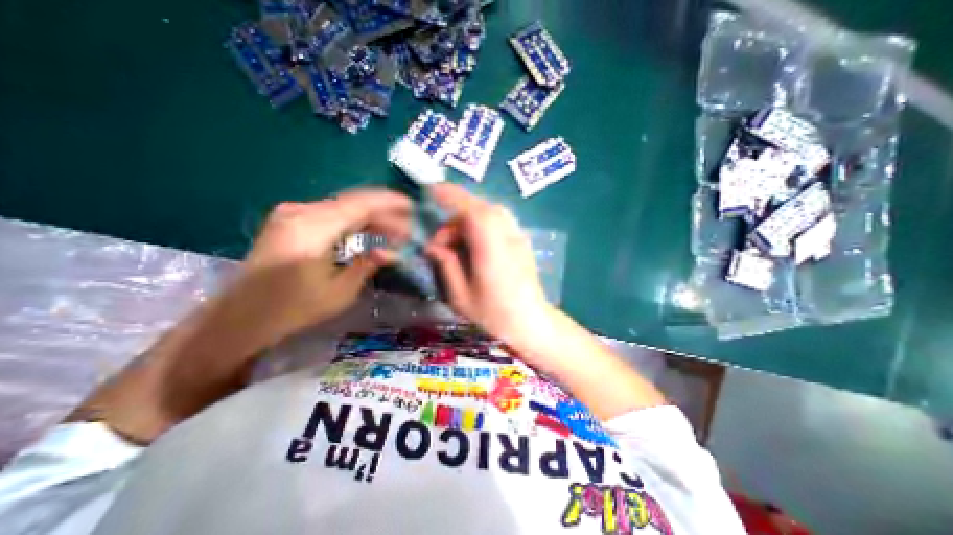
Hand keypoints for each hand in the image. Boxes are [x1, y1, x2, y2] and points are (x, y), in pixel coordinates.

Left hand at [235, 190, 409, 339]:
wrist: (242, 316)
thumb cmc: (293, 309)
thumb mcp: (340, 292)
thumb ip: (367, 265)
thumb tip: (391, 252)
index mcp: (312, 230)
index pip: (360, 205)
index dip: (389, 203)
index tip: (412, 206)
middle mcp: (300, 212)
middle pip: (353, 203)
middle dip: (384, 212)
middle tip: (407, 226)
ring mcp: (292, 213)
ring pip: (343, 206)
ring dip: (371, 217)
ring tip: (394, 230)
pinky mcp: (290, 220)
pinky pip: (331, 213)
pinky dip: (354, 220)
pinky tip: (368, 230)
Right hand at [424, 183, 550, 349]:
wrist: (531, 321)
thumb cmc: (494, 315)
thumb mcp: (461, 296)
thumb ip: (446, 265)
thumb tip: (432, 244)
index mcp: (492, 251)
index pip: (473, 212)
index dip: (452, 196)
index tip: (431, 191)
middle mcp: (508, 237)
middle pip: (481, 208)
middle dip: (455, 216)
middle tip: (441, 241)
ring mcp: (518, 236)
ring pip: (490, 211)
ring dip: (469, 218)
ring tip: (456, 242)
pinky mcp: (521, 239)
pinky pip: (498, 219)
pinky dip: (481, 222)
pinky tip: (474, 242)